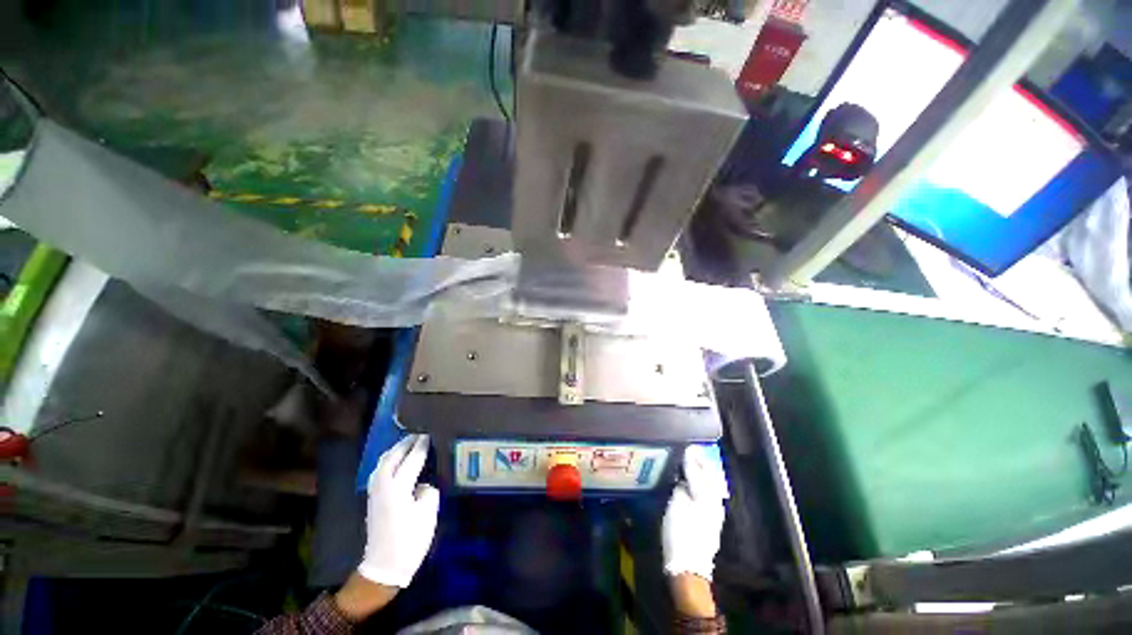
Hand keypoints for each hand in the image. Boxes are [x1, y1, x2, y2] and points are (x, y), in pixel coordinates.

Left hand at [357, 434, 439, 588]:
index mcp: (398, 488)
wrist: (384, 568)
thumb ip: (427, 491)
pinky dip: (388, 461)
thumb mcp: (428, 514)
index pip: (412, 459)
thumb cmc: (410, 541)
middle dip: (406, 444)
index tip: (430, 433)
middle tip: (420, 434)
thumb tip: (421, 485)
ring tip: (407, 444)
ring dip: (395, 451)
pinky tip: (395, 462)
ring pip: (383, 463)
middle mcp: (383, 486)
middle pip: (393, 457)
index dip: (422, 446)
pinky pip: (380, 471)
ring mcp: (375, 493)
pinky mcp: (372, 500)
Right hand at [662, 445, 727, 581]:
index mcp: (705, 496)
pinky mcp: (713, 520)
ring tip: (699, 462)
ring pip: (712, 485)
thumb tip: (683, 480)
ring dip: (706, 473)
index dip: (690, 459)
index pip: (697, 472)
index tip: (686, 447)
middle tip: (695, 450)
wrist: (689, 567)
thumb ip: (681, 489)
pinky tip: (701, 483)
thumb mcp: (676, 507)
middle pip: (709, 477)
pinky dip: (706, 484)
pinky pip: (711, 494)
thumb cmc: (680, 534)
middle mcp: (714, 501)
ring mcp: (715, 512)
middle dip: (702, 463)